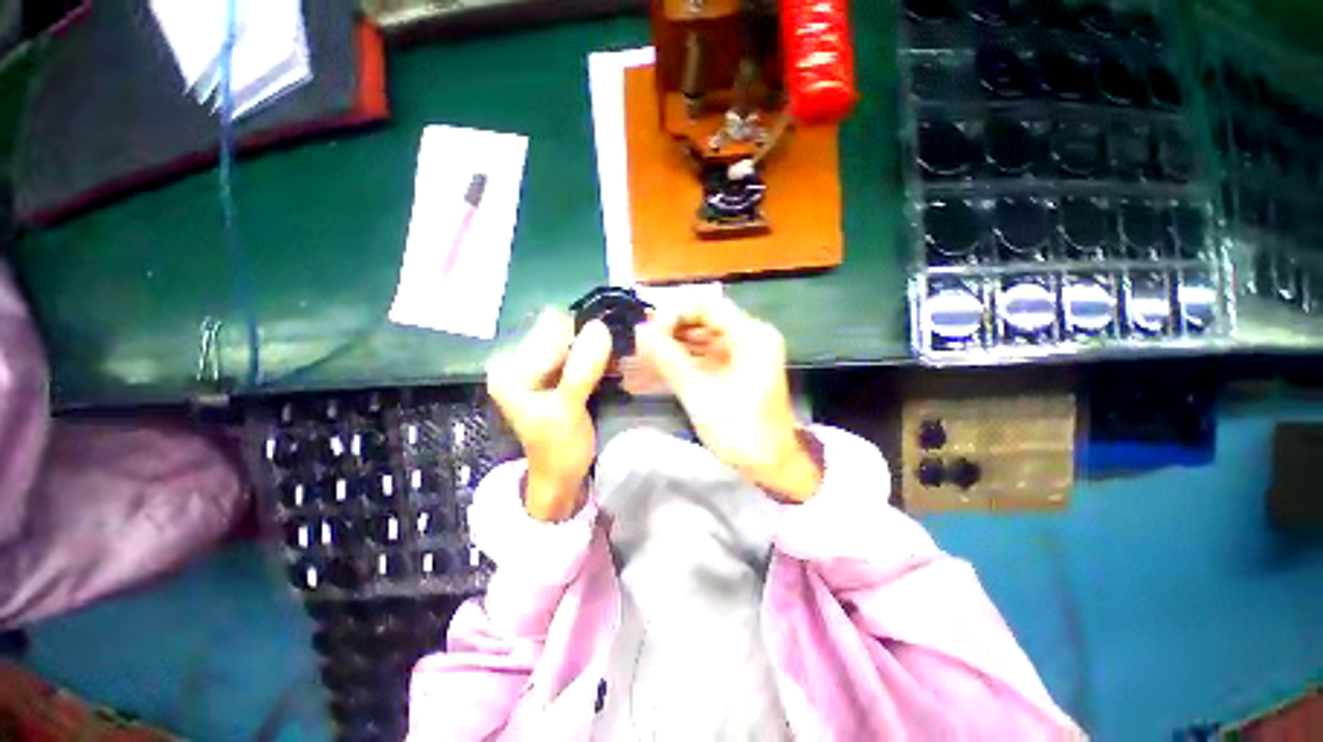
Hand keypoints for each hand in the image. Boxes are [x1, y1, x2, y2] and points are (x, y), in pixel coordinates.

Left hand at [486, 310, 612, 521]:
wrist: (562, 476)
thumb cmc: (558, 449)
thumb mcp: (568, 408)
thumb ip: (581, 369)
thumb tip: (600, 326)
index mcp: (511, 370)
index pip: (549, 331)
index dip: (580, 333)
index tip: (609, 342)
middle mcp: (520, 363)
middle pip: (560, 334)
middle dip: (589, 340)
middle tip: (613, 357)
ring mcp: (540, 370)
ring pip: (574, 344)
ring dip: (596, 349)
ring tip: (614, 362)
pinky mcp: (557, 376)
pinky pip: (580, 356)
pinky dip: (597, 358)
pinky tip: (611, 366)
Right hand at [635, 298, 820, 501]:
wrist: (772, 466)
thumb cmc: (741, 432)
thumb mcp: (700, 395)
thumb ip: (669, 360)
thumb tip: (640, 332)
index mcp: (750, 335)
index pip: (705, 304)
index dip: (672, 313)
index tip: (648, 334)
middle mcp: (750, 335)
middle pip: (703, 317)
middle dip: (670, 330)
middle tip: (642, 348)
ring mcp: (744, 351)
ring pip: (702, 335)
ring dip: (674, 344)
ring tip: (644, 358)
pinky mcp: (737, 367)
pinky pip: (706, 353)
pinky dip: (684, 358)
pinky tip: (660, 367)